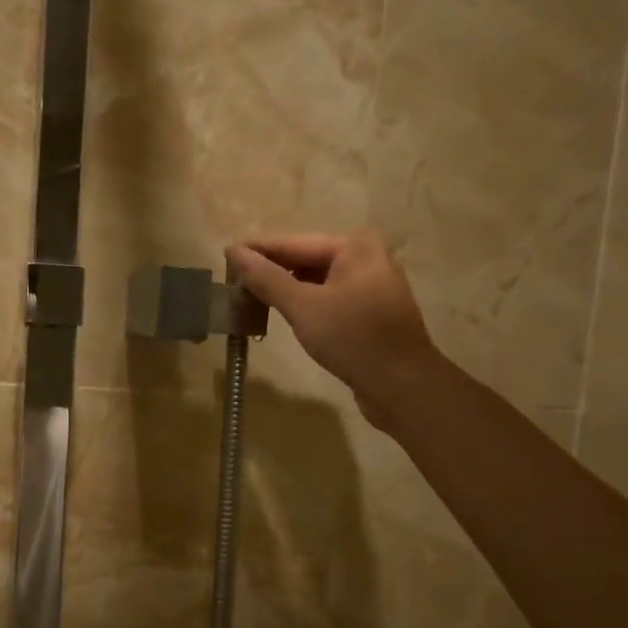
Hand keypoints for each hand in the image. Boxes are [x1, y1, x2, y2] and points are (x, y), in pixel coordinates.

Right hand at [226, 230, 435, 430]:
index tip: (225, 255)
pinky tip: (280, 312)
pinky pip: (327, 298)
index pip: (293, 242)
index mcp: (354, 247)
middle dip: (270, 269)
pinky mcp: (369, 312)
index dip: (257, 250)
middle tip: (232, 280)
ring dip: (284, 288)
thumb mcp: (303, 307)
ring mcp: (370, 286)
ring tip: (248, 297)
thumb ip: (266, 279)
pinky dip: (303, 303)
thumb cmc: (353, 338)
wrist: (402, 385)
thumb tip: (234, 252)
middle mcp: (366, 258)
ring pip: (316, 280)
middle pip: (305, 258)